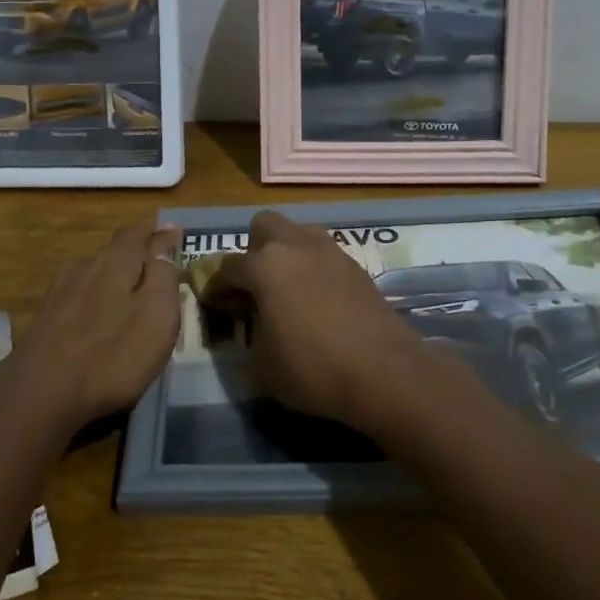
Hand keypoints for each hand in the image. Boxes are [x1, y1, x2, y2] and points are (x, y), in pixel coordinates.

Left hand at [9, 220, 182, 427]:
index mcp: (115, 261)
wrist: (40, 393)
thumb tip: (163, 247)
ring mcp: (60, 291)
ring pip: (94, 273)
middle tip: (156, 266)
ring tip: (129, 293)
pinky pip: (79, 297)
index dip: (159, 233)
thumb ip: (163, 277)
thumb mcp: (156, 315)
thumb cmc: (112, 355)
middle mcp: (85, 266)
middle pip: (115, 251)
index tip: (174, 233)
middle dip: (137, 255)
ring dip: (114, 278)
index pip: (139, 233)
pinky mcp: (45, 317)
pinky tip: (98, 317)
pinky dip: (95, 300)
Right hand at [205, 210, 456, 432]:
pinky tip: (317, 300)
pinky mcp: (357, 266)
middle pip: (263, 226)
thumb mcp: (260, 367)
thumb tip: (251, 330)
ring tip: (287, 289)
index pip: (228, 267)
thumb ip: (246, 339)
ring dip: (286, 253)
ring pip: (298, 233)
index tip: (215, 304)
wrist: (384, 372)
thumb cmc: (312, 369)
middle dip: (252, 250)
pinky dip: (313, 268)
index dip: (216, 286)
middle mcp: (296, 247)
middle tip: (254, 285)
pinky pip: (323, 254)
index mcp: (265, 266)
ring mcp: (330, 252)